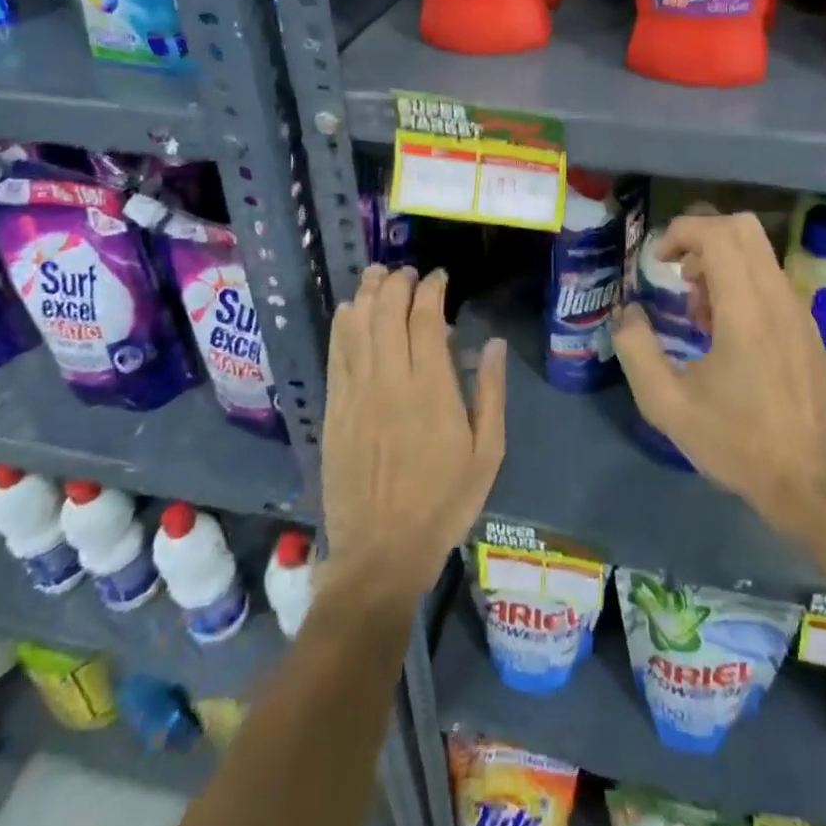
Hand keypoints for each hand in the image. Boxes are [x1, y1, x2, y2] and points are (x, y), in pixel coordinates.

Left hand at [321, 266, 506, 608]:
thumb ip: (491, 393)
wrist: (381, 552)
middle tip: (409, 273)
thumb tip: (492, 343)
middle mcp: (390, 381)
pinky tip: (350, 310)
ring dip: (368, 294)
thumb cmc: (444, 502)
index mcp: (431, 389)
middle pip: (387, 312)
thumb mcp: (487, 453)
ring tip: (379, 276)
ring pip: (357, 326)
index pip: (425, 318)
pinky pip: (336, 355)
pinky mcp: (334, 410)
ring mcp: (356, 394)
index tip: (440, 277)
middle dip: (398, 282)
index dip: (432, 289)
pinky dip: (343, 325)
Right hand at [611, 213, 825, 539]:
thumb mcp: (668, 405)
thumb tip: (625, 312)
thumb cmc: (737, 442)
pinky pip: (771, 279)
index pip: (719, 234)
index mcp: (745, 311)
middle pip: (743, 228)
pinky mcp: (808, 327)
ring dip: (722, 263)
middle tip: (680, 278)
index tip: (659, 261)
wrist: (810, 482)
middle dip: (702, 237)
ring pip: (759, 252)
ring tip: (700, 314)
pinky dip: (743, 282)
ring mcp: (798, 310)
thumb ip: (637, 351)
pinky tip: (727, 333)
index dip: (682, 232)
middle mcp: (777, 298)